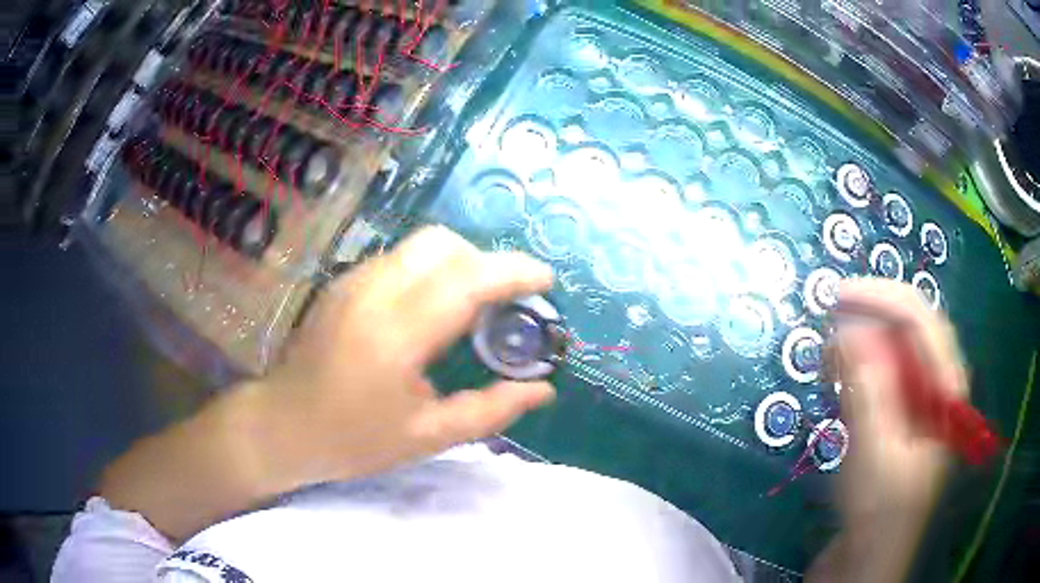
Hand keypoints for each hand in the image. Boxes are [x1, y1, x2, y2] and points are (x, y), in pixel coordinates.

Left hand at [256, 225, 556, 487]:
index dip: (513, 272)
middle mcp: (373, 293)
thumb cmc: (353, 439)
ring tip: (472, 304)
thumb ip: (490, 410)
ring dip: (458, 262)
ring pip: (420, 245)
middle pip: (442, 244)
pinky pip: (399, 258)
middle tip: (505, 300)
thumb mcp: (428, 437)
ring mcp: (353, 282)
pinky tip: (431, 309)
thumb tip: (543, 391)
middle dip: (485, 261)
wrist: (283, 424)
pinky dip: (430, 269)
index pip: (466, 280)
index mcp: (396, 335)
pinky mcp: (342, 283)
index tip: (545, 281)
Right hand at [832, 278, 968, 521]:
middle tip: (827, 326)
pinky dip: (857, 372)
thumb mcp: (876, 452)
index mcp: (947, 389)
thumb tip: (847, 328)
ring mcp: (917, 406)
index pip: (922, 319)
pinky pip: (881, 380)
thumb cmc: (879, 512)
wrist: (868, 561)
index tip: (838, 297)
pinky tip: (836, 383)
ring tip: (828, 357)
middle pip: (908, 332)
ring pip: (893, 354)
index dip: (882, 297)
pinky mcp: (897, 423)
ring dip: (860, 346)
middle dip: (869, 320)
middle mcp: (936, 388)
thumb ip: (869, 388)